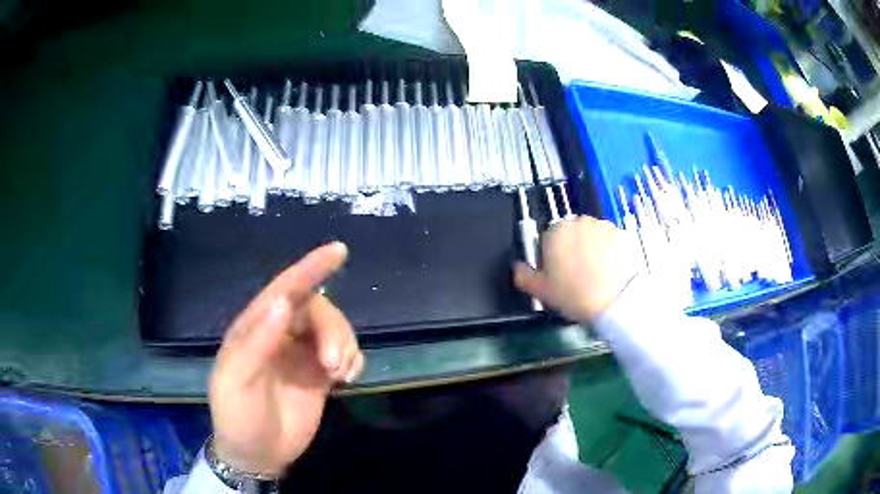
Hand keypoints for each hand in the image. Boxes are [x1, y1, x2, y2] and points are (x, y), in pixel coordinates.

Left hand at [209, 242, 363, 475]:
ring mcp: (301, 355)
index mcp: (255, 327)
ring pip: (334, 330)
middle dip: (333, 329)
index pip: (284, 289)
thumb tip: (284, 301)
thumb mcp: (238, 380)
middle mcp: (279, 334)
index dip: (310, 268)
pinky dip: (354, 359)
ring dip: (346, 345)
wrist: (257, 455)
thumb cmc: (238, 416)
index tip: (338, 251)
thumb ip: (258, 341)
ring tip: (342, 374)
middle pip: (316, 310)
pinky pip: (345, 354)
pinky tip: (349, 378)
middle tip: (334, 364)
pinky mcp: (319, 375)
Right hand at [514, 216, 642, 321]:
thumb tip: (518, 268)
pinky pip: (611, 242)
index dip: (551, 259)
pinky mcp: (623, 235)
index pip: (546, 240)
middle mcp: (579, 222)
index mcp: (555, 232)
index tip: (557, 276)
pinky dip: (610, 253)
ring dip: (592, 250)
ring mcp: (604, 226)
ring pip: (592, 237)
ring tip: (596, 276)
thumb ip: (524, 276)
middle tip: (576, 277)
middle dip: (572, 251)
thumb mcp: (541, 291)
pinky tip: (611, 272)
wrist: (617, 299)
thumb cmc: (575, 295)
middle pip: (571, 235)